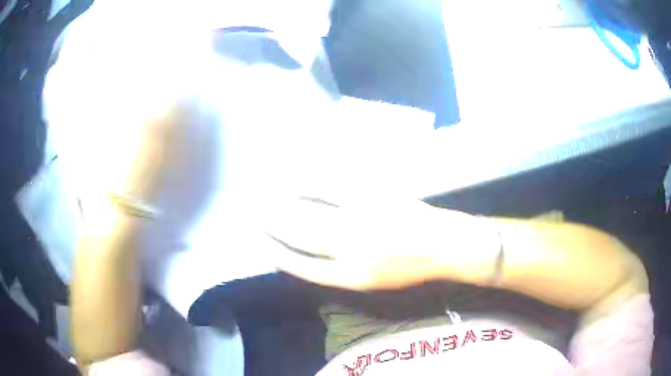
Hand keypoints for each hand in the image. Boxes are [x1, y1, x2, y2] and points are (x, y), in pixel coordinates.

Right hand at [262, 196, 499, 290]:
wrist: (445, 245)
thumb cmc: (410, 269)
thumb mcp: (374, 283)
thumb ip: (339, 272)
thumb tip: (306, 255)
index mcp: (352, 276)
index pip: (302, 266)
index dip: (278, 253)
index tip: (263, 241)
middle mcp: (352, 249)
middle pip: (301, 236)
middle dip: (273, 224)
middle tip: (254, 213)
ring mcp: (362, 220)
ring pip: (311, 211)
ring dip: (284, 203)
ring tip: (266, 195)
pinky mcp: (373, 196)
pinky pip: (333, 186)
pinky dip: (310, 181)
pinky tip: (295, 177)